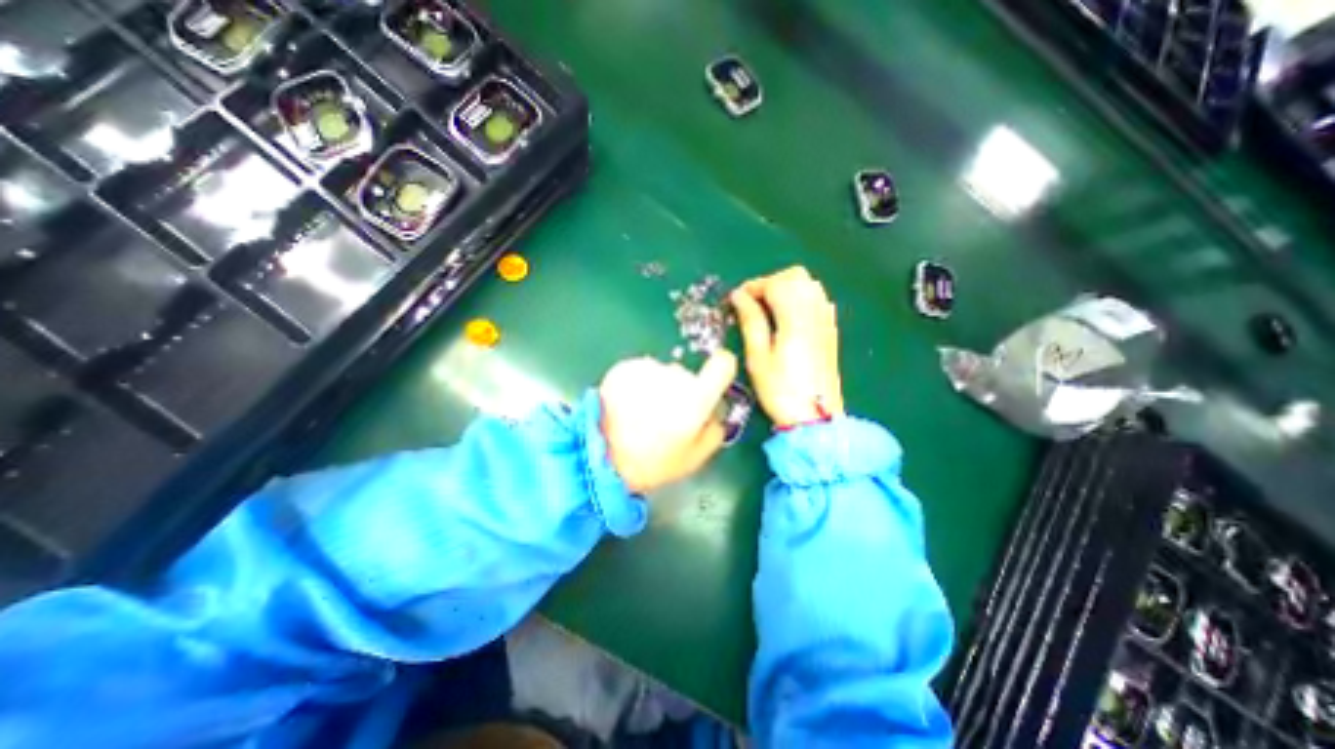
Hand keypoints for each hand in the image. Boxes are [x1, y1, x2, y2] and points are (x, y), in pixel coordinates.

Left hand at [602, 350, 741, 496]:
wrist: (600, 456)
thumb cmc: (653, 462)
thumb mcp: (695, 458)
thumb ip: (714, 429)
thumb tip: (714, 410)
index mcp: (695, 398)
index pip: (723, 364)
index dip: (722, 368)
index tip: (714, 380)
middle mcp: (673, 376)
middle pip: (687, 376)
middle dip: (681, 392)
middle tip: (666, 418)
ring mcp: (646, 369)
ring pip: (662, 374)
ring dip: (658, 388)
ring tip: (642, 415)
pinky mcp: (624, 367)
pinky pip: (641, 372)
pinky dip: (638, 385)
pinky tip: (628, 406)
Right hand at [730, 267, 841, 430]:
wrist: (816, 417)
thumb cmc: (780, 390)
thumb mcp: (758, 357)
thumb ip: (750, 321)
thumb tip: (738, 296)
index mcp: (796, 318)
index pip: (776, 284)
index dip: (753, 286)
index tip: (736, 300)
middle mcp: (815, 312)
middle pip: (795, 276)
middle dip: (770, 282)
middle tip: (752, 303)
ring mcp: (827, 320)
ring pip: (809, 284)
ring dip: (786, 288)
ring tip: (767, 309)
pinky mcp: (830, 329)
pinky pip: (817, 298)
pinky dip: (799, 297)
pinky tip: (787, 317)